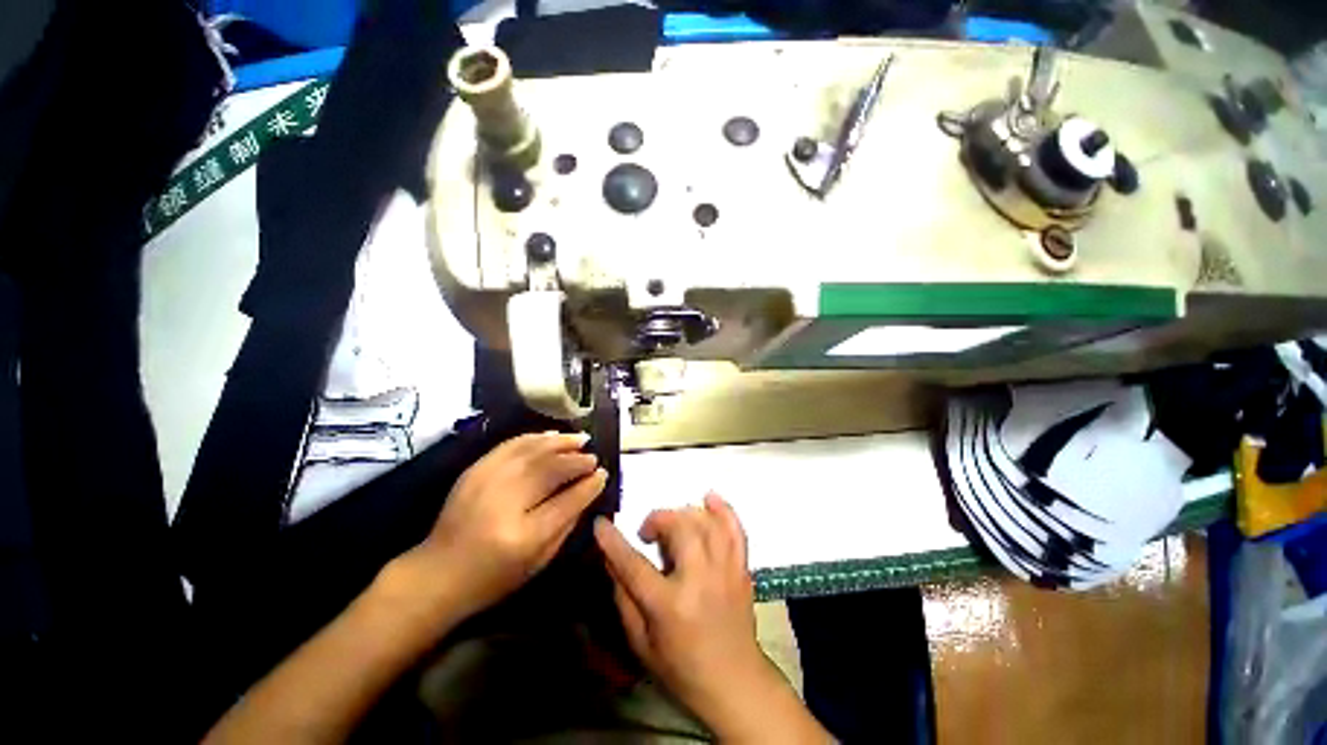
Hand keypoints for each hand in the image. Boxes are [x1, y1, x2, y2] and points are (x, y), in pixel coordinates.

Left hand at [399, 431, 606, 621]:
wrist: (437, 573)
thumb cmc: (494, 576)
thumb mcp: (539, 561)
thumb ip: (567, 523)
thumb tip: (588, 489)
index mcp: (524, 535)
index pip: (567, 501)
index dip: (588, 485)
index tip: (603, 474)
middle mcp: (504, 502)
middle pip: (550, 470)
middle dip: (577, 460)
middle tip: (593, 457)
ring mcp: (486, 481)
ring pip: (533, 451)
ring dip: (560, 442)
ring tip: (580, 439)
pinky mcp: (475, 470)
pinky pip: (511, 445)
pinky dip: (535, 438)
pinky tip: (551, 436)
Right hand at [596, 494, 814, 740]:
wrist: (735, 683)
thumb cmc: (681, 669)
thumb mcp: (641, 643)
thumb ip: (624, 598)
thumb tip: (611, 558)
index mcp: (669, 606)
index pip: (634, 564)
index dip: (613, 541)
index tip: (600, 523)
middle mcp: (699, 580)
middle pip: (678, 529)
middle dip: (658, 520)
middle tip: (648, 533)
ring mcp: (725, 571)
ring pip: (705, 523)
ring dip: (684, 514)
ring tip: (673, 525)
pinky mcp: (742, 568)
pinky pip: (735, 530)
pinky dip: (723, 510)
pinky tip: (710, 498)